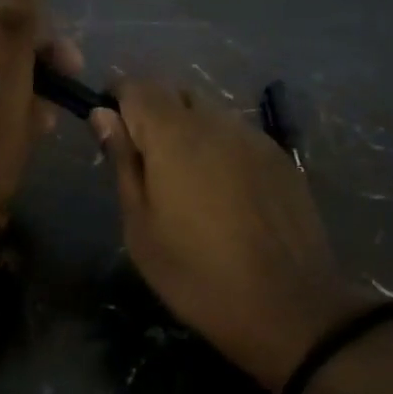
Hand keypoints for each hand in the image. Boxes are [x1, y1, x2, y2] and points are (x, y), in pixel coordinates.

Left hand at [0, 0, 81, 260]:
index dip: (40, 39)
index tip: (71, 68)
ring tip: (44, 123)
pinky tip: (30, 132)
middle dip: (36, 70)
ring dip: (29, 92)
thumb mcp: (7, 84)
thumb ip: (14, 25)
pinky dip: (12, 110)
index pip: (1, 16)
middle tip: (62, 100)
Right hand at [93, 82, 377, 390]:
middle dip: (153, 112)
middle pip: (176, 92)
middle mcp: (217, 122)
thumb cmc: (197, 275)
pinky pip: (238, 134)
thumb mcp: (141, 227)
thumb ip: (123, 163)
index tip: (109, 129)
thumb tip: (103, 116)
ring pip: (209, 112)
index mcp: (175, 136)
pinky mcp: (281, 158)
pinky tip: (223, 193)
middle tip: (145, 163)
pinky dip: (219, 147)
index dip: (117, 99)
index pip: (138, 86)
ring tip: (185, 182)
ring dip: (187, 130)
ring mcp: (255, 137)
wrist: (289, 308)